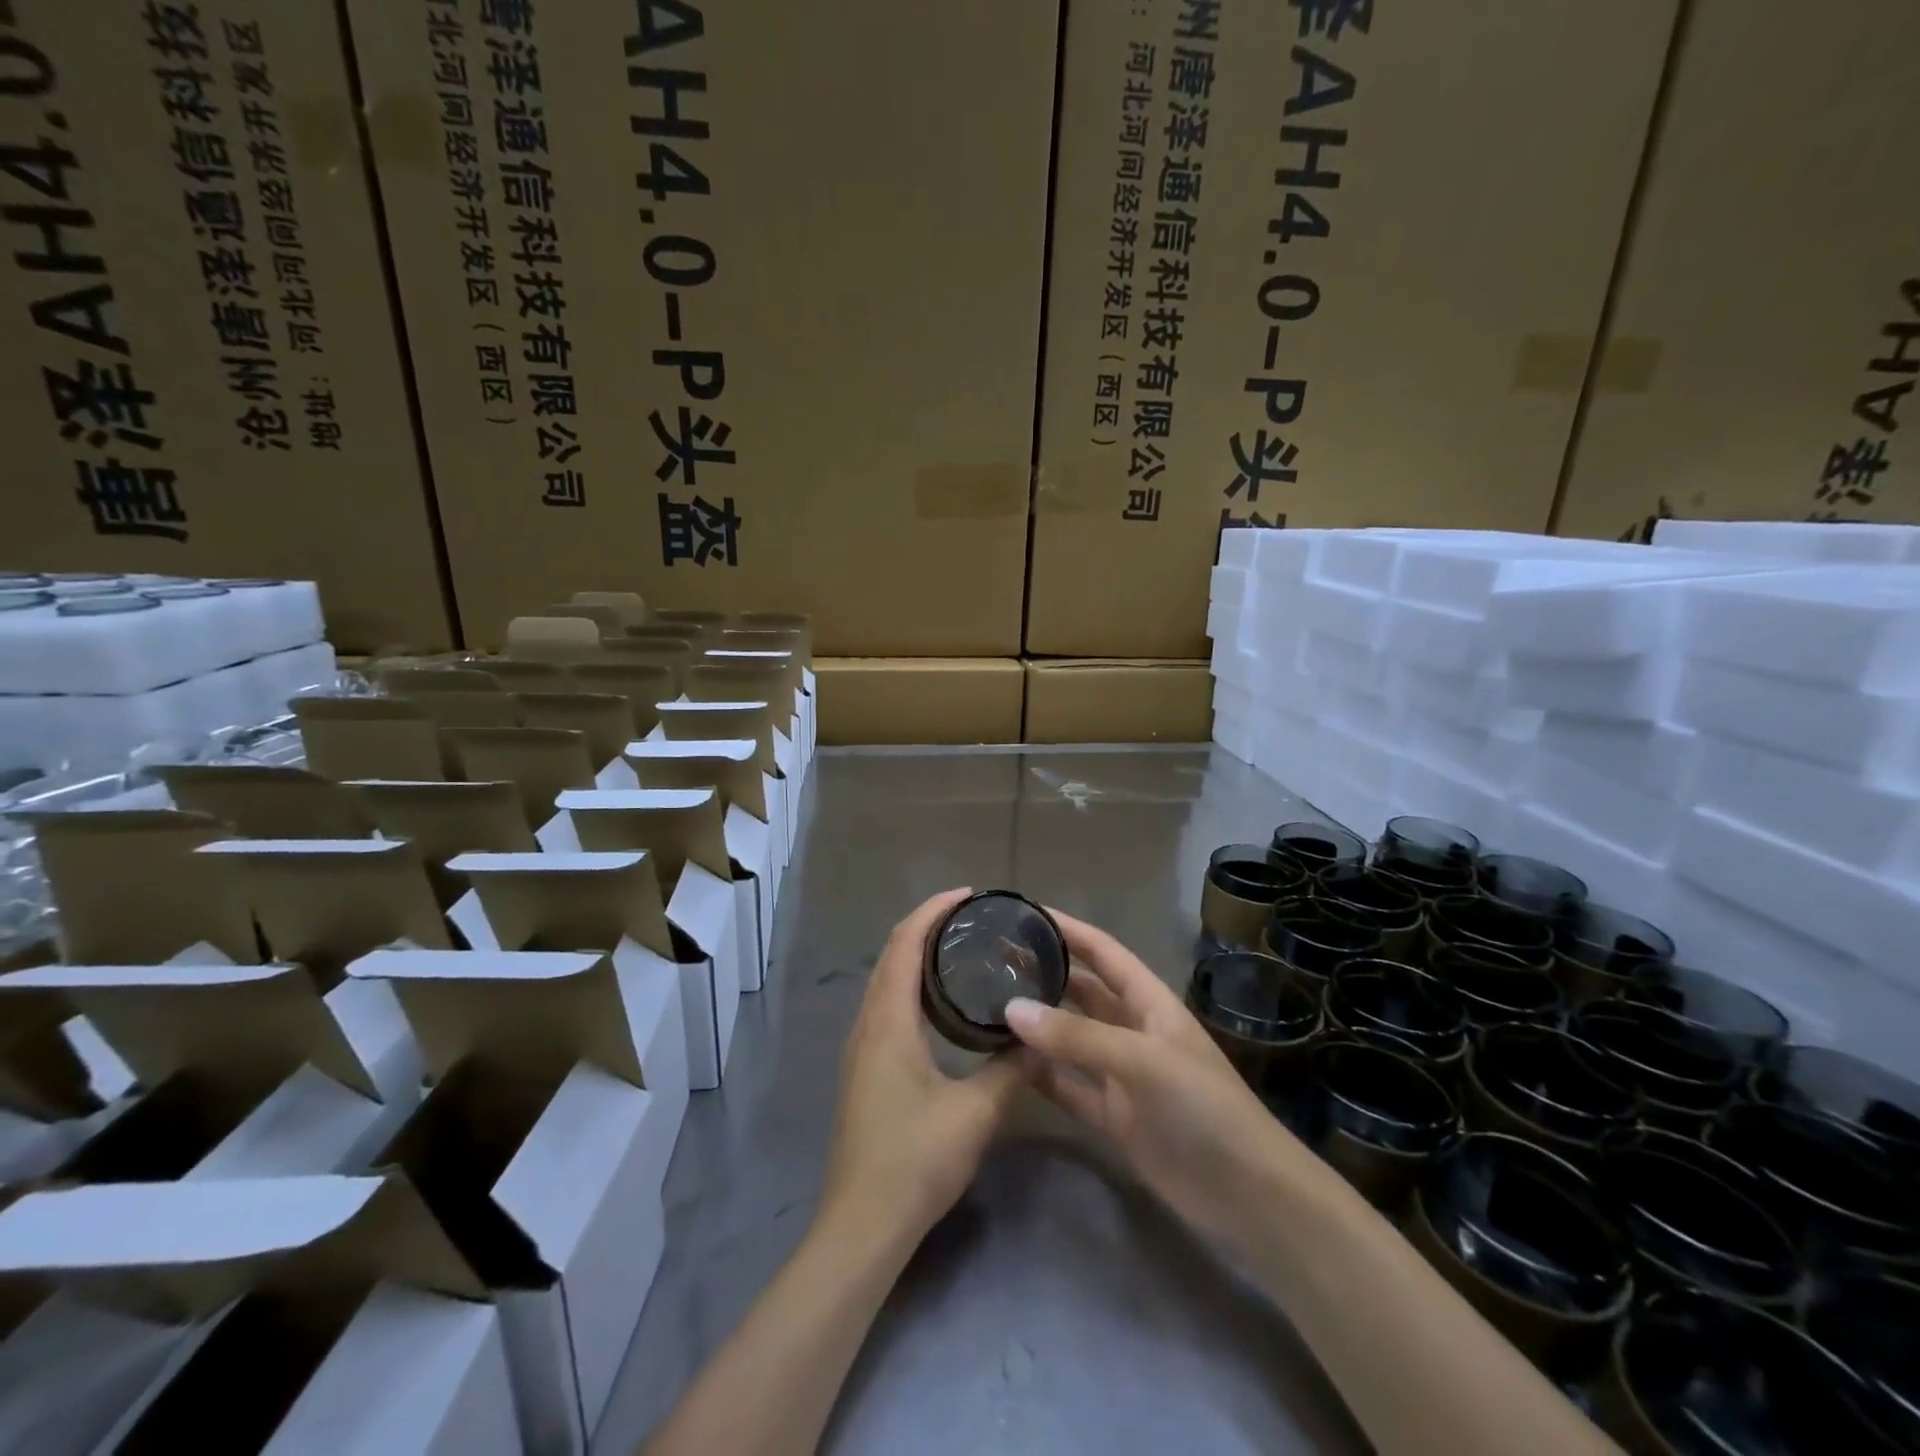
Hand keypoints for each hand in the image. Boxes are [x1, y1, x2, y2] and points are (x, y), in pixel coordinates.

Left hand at [820, 889, 1024, 1246]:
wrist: (862, 1224)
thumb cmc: (916, 1160)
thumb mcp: (977, 1113)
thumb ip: (1011, 1069)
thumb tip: (1039, 1035)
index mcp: (888, 1021)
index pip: (905, 944)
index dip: (934, 911)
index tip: (969, 895)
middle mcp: (867, 1024)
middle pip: (892, 955)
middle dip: (927, 926)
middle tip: (972, 918)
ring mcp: (861, 1048)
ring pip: (886, 981)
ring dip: (916, 955)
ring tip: (961, 949)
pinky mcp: (864, 1069)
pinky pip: (886, 1005)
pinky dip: (911, 984)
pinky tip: (940, 1004)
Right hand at [1004, 911, 1296, 1250]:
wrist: (1247, 1195)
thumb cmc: (1203, 1107)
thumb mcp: (1143, 1060)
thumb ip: (1077, 1036)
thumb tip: (1011, 1008)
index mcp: (1150, 1003)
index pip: (1103, 952)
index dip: (1069, 930)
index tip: (1024, 913)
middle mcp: (1133, 1031)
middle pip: (1082, 992)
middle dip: (1045, 973)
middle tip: (992, 960)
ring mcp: (1122, 1075)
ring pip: (1070, 1039)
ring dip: (1037, 1025)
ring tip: (988, 1004)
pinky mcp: (1113, 1117)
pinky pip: (1068, 1086)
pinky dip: (1041, 1075)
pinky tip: (1005, 1064)